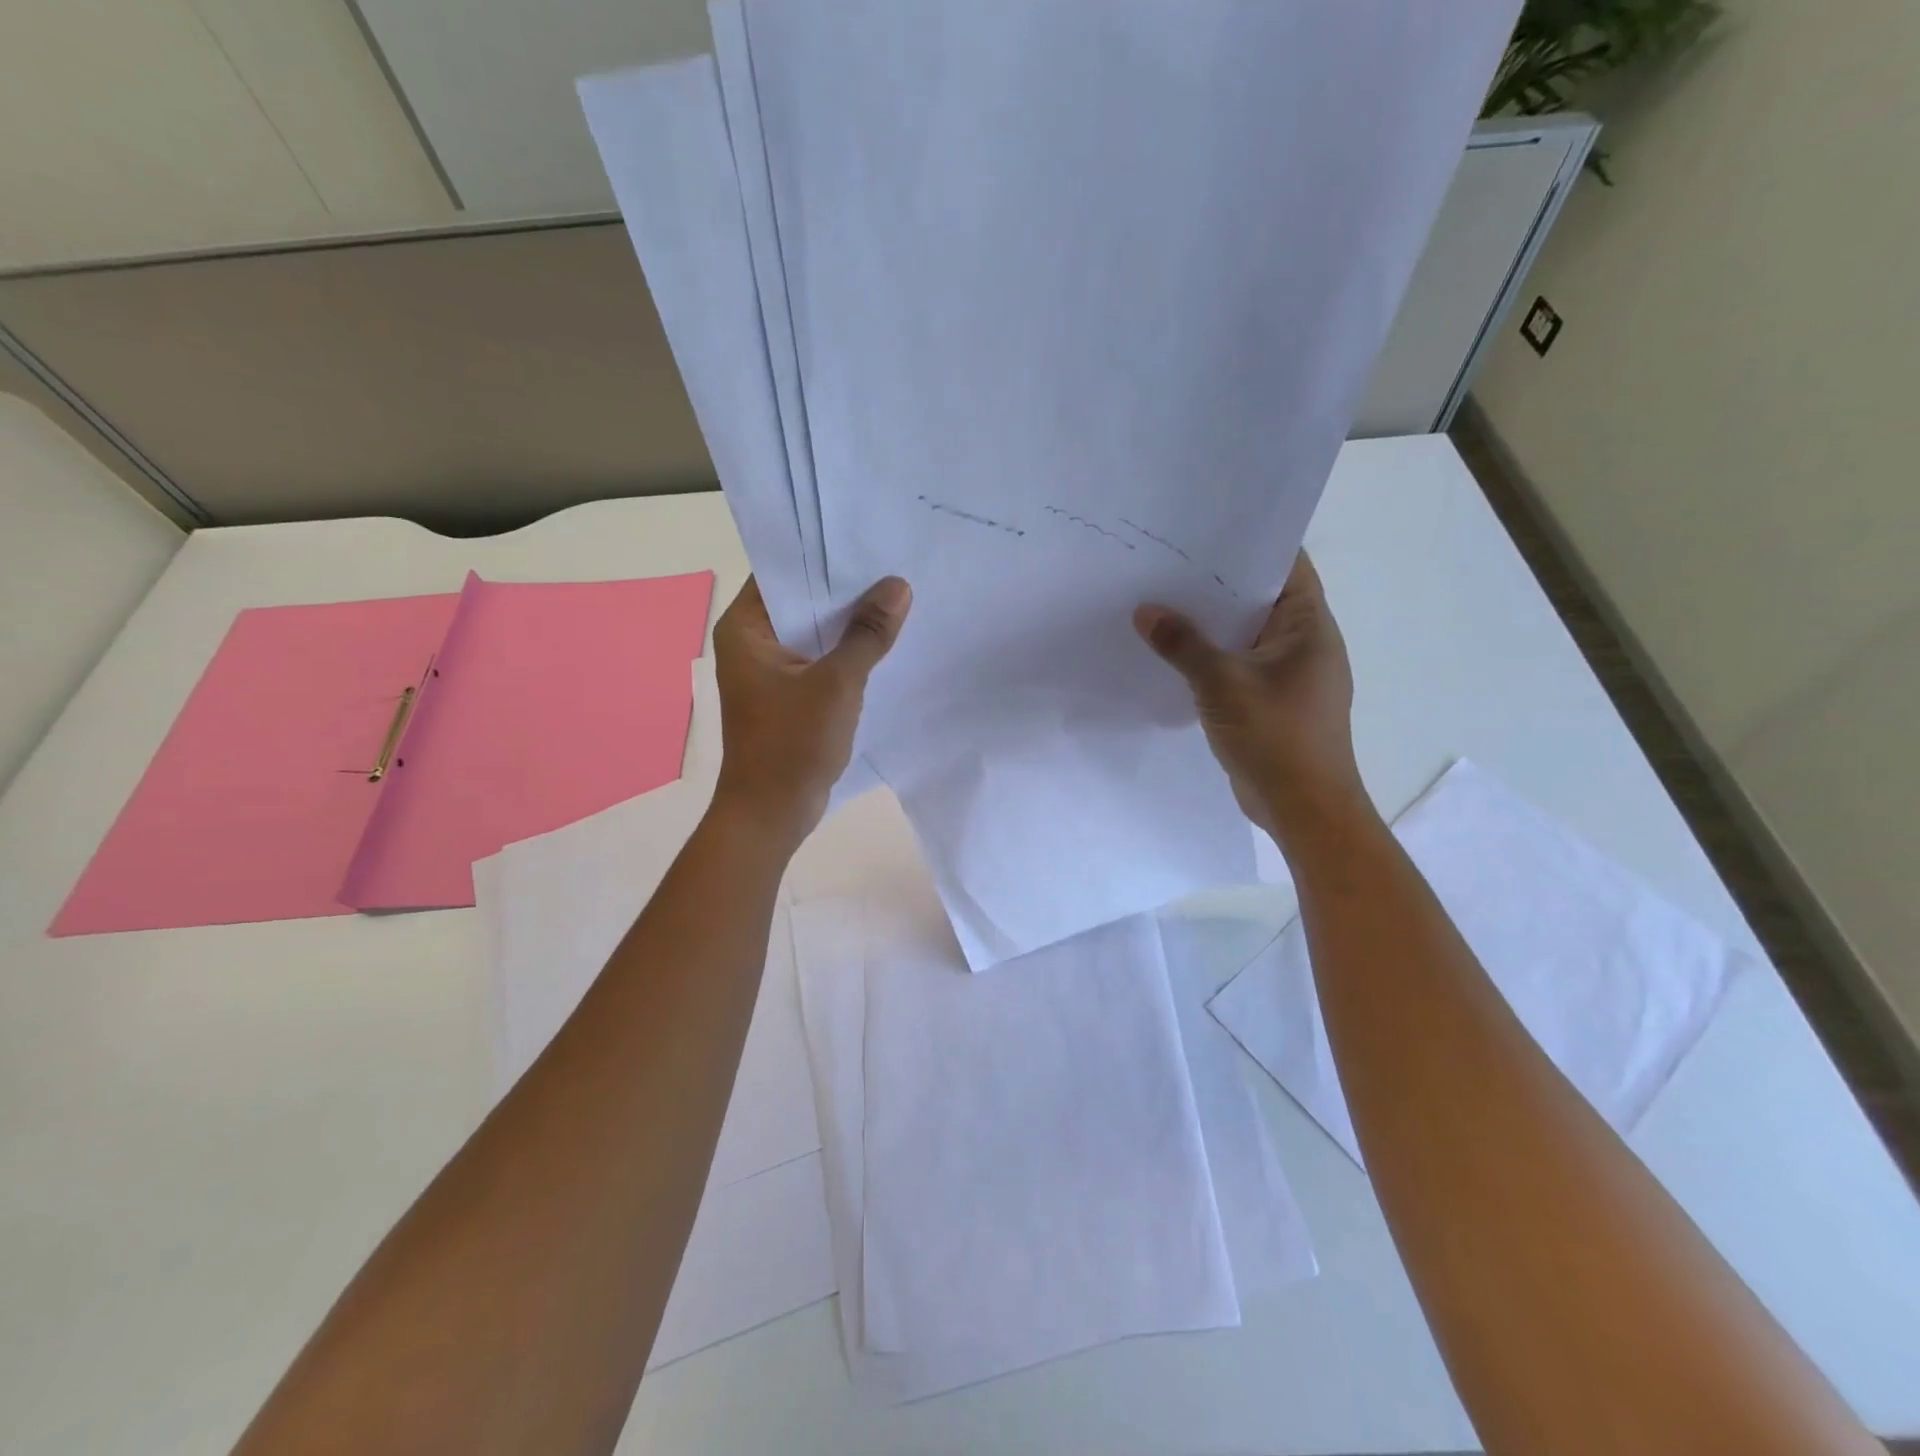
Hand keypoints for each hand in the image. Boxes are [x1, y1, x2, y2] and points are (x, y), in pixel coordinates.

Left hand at [710, 574, 911, 845]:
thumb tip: (898, 586)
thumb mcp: (837, 684)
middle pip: (801, 600)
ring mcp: (770, 670)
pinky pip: (820, 658)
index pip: (783, 572)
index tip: (867, 537)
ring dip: (849, 621)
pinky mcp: (788, 694)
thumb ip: (867, 634)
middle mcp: (752, 642)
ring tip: (897, 594)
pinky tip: (884, 641)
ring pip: (814, 631)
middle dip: (845, 587)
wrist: (772, 813)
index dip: (823, 554)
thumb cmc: (792, 744)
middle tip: (893, 561)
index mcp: (746, 628)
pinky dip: (846, 650)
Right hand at [1134, 552, 1364, 843]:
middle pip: (1260, 599)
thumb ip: (1183, 645)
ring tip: (1162, 603)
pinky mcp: (1271, 702)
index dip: (1248, 544)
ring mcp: (1288, 675)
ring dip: (1211, 625)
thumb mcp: (1222, 684)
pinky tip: (1174, 654)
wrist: (1304, 808)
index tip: (1204, 529)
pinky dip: (1212, 658)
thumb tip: (1145, 611)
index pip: (1285, 566)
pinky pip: (1238, 666)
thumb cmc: (1276, 737)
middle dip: (1217, 584)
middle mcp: (1304, 643)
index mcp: (1308, 626)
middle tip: (1167, 564)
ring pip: (1245, 636)